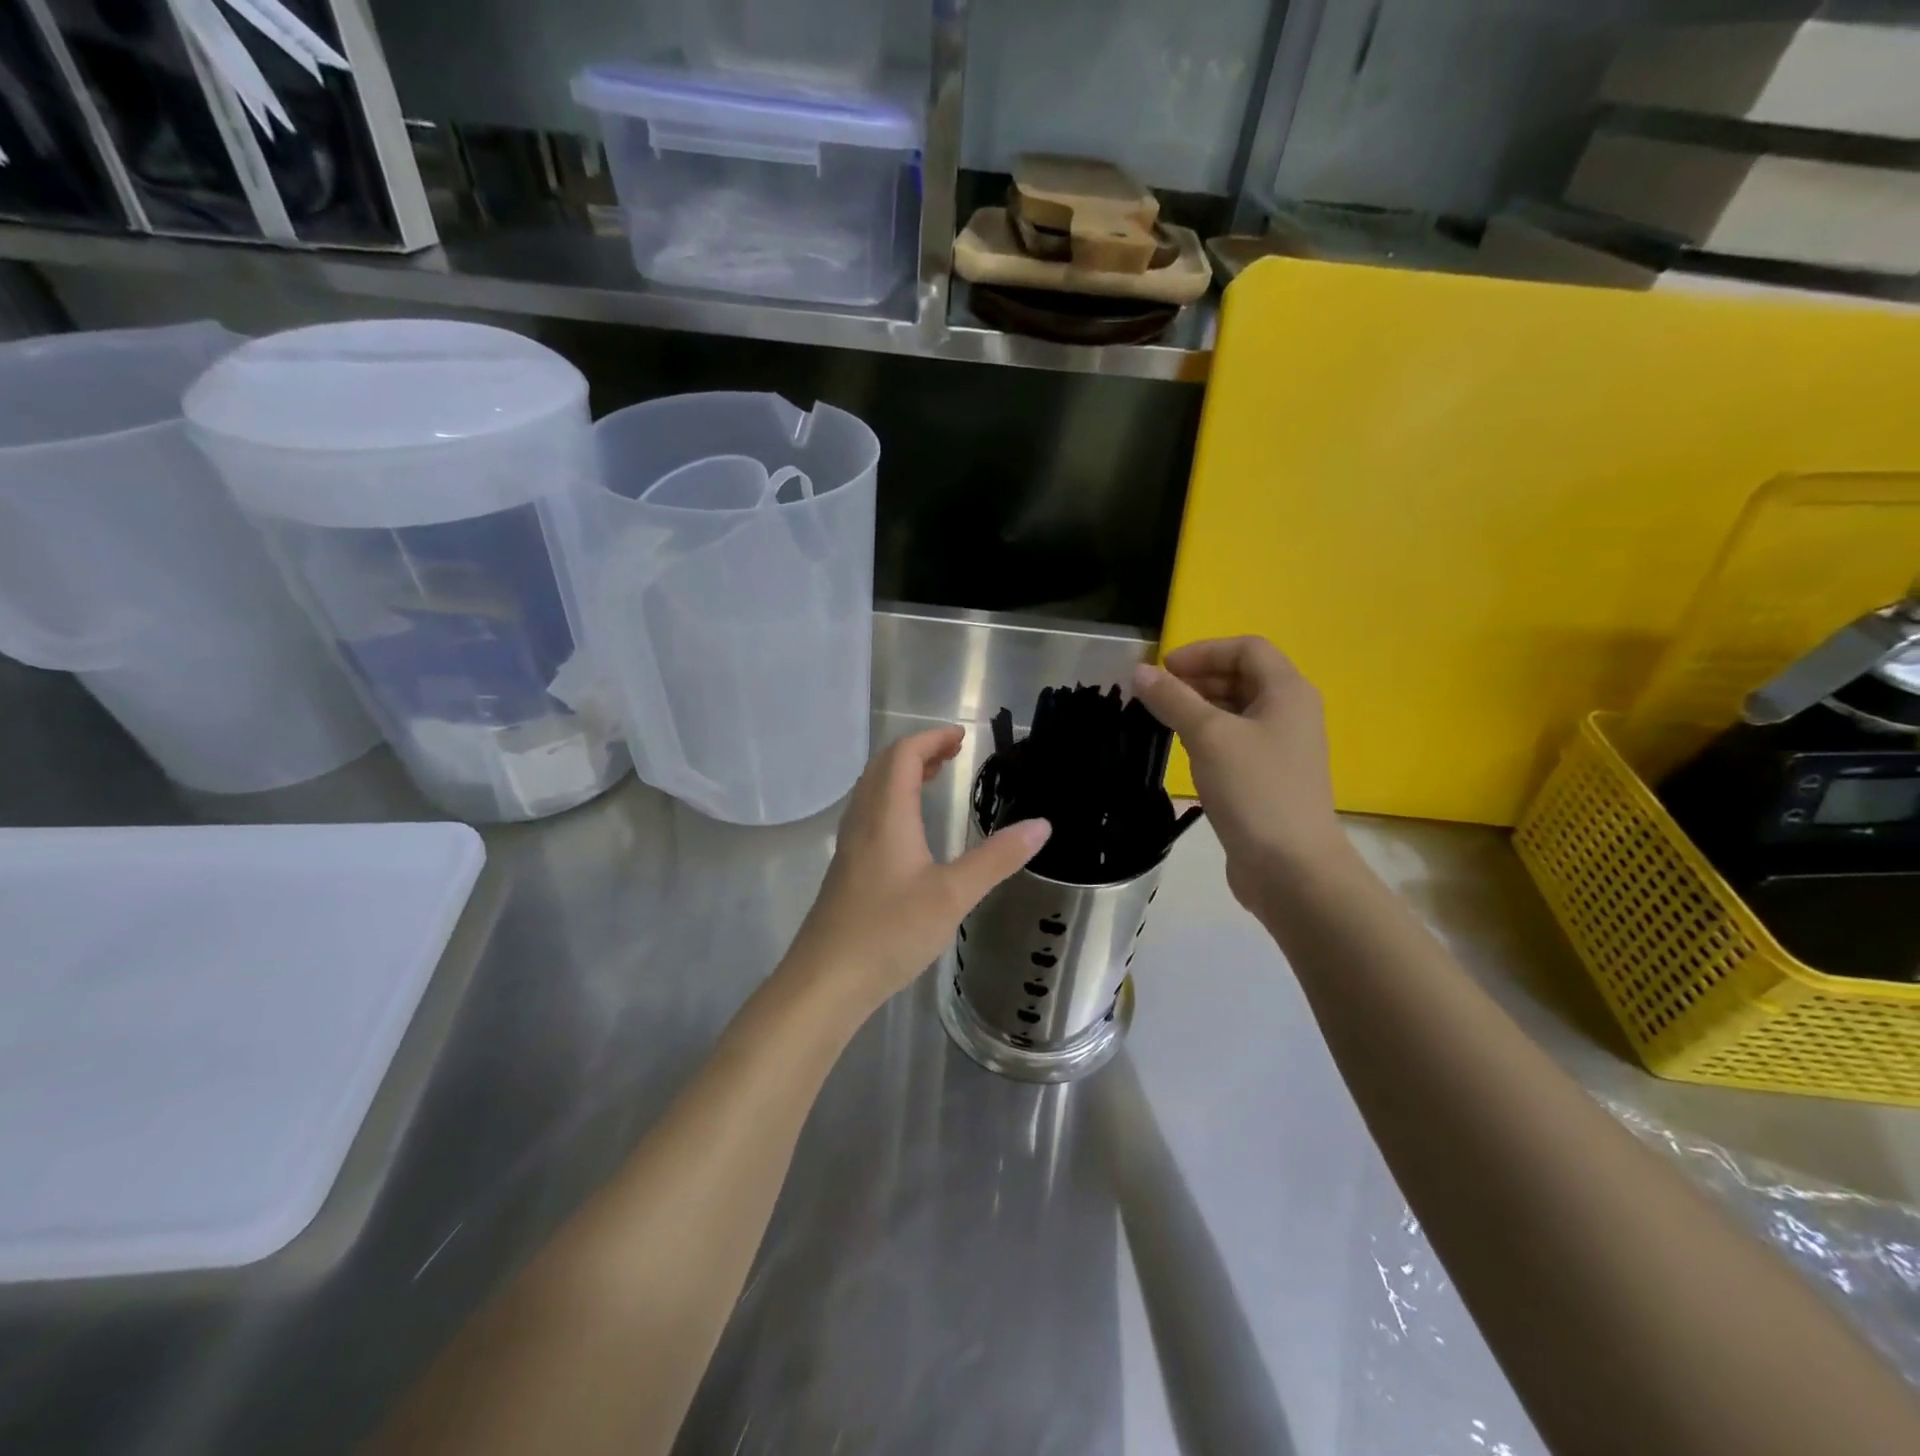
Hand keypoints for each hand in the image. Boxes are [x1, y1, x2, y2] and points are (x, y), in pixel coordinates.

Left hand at [782, 726, 1050, 1014]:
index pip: (903, 755)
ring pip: (872, 790)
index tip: (962, 737)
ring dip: (902, 774)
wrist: (825, 981)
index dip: (931, 739)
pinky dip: (892, 800)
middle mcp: (862, 821)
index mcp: (886, 815)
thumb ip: (997, 858)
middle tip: (953, 753)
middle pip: (883, 766)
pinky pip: (868, 813)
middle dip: (918, 751)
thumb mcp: (953, 896)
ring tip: (934, 778)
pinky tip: (908, 829)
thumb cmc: (889, 932)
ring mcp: (849, 845)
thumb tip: (1041, 825)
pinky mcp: (846, 869)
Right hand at [1132, 637, 1346, 908]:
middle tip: (1156, 694)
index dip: (1203, 651)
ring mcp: (1282, 748)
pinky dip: (1208, 736)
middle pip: (1242, 677)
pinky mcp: (1269, 778)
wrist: (1290, 867)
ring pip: (1237, 711)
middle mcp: (1290, 713)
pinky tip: (1183, 751)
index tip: (1163, 669)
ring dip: (1200, 707)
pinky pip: (1235, 741)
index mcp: (1288, 692)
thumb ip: (1173, 699)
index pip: (1246, 648)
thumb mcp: (1208, 736)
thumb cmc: (1254, 789)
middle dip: (1198, 678)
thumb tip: (1140, 670)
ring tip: (1162, 720)